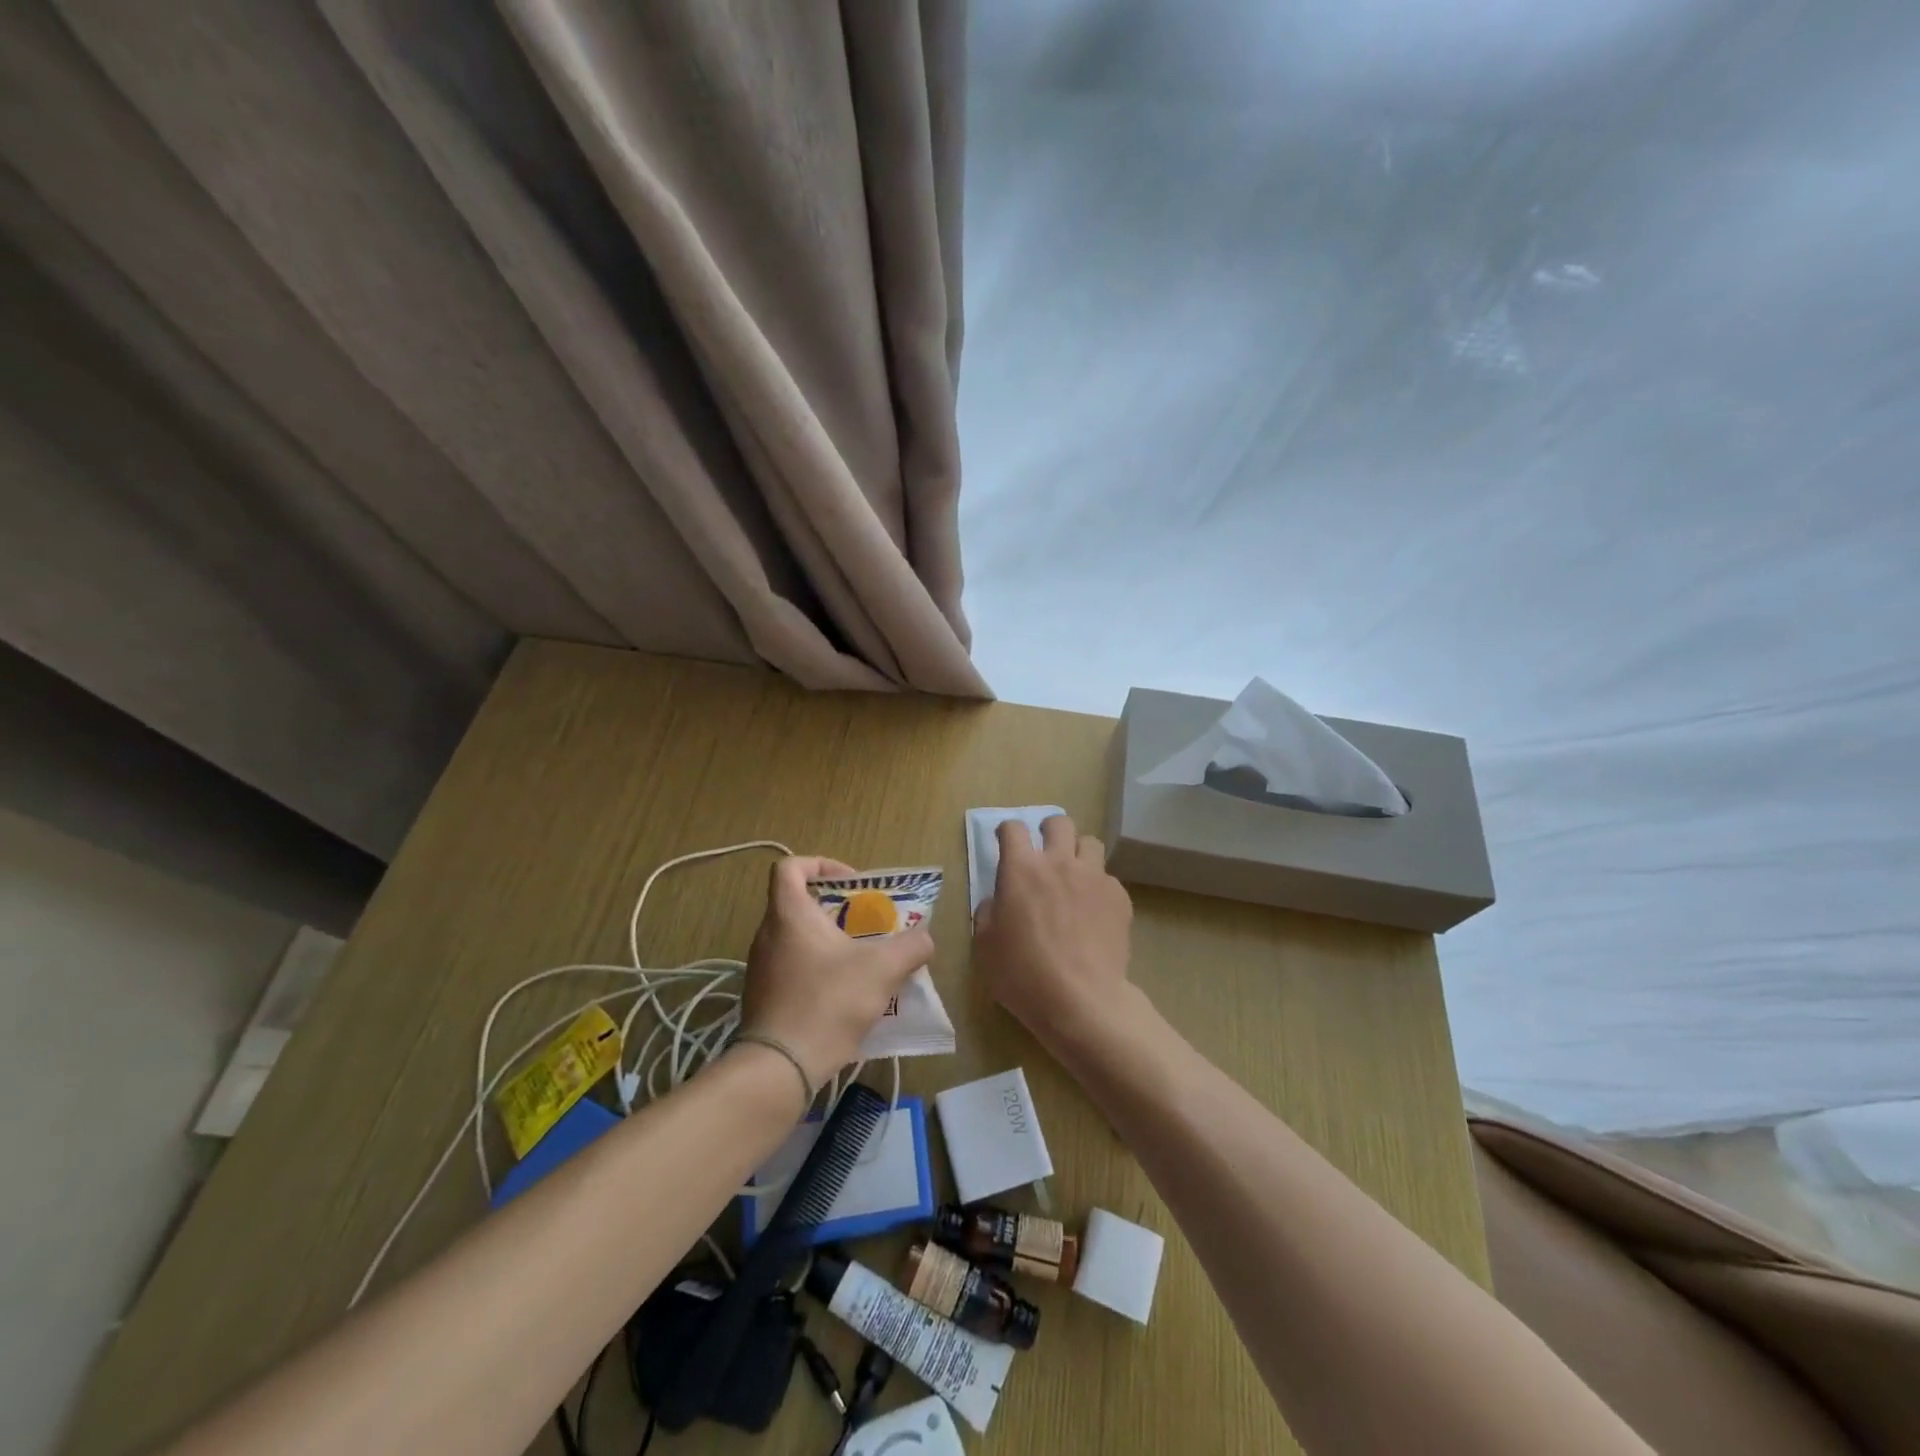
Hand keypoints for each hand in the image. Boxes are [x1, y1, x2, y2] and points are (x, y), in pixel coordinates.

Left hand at [739, 856, 934, 1088]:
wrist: (781, 1067)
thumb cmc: (829, 1002)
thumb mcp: (882, 969)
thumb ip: (911, 946)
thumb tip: (925, 938)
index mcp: (789, 914)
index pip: (790, 866)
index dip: (821, 864)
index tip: (850, 883)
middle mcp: (767, 934)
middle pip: (798, 903)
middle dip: (836, 910)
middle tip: (867, 926)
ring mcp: (761, 967)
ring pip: (797, 939)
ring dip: (829, 942)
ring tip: (862, 962)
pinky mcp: (762, 997)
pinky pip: (792, 968)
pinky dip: (817, 970)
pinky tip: (844, 995)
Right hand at [973, 814, 1134, 1049]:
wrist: (1081, 1001)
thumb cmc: (1023, 975)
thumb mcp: (985, 946)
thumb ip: (988, 912)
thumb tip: (998, 900)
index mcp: (1021, 869)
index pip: (1013, 828)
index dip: (1006, 831)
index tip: (1006, 842)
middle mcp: (1059, 862)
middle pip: (1059, 823)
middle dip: (1049, 830)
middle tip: (1045, 852)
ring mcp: (1094, 877)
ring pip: (1090, 842)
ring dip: (1078, 853)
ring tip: (1074, 876)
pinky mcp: (1119, 897)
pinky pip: (1108, 878)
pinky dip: (1098, 887)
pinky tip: (1094, 912)